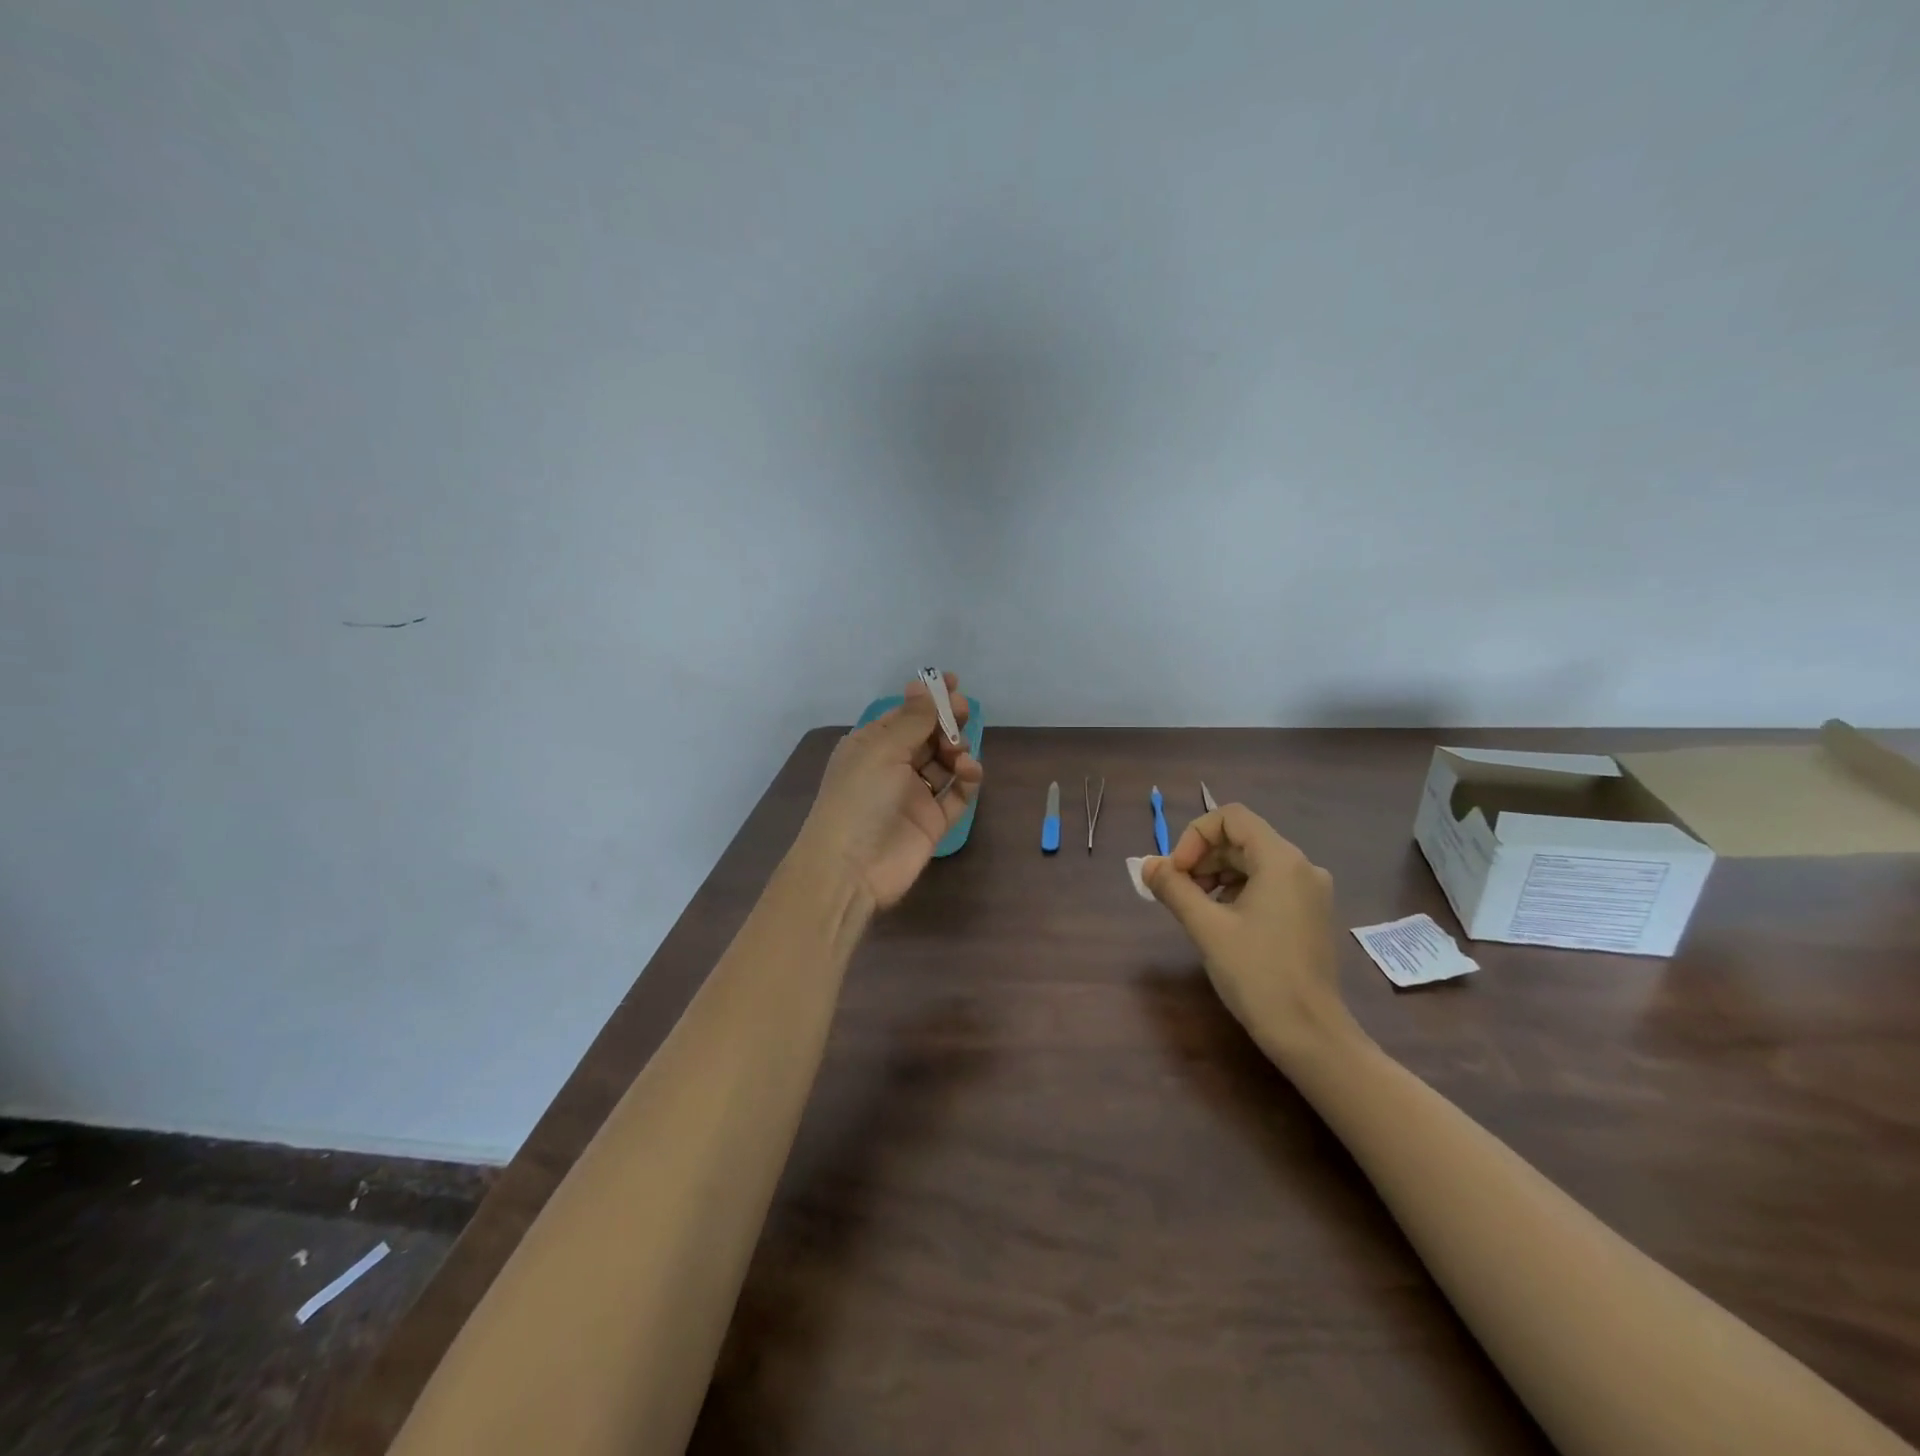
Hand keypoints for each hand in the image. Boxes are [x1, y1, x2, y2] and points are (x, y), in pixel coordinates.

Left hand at [799, 671, 983, 910]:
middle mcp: (893, 766)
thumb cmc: (860, 798)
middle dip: (947, 720)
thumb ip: (912, 719)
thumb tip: (924, 684)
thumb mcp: (882, 750)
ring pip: (945, 762)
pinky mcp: (933, 821)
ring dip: (957, 749)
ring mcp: (914, 794)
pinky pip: (957, 794)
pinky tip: (969, 772)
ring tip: (958, 752)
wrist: (851, 869)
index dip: (928, 698)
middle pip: (928, 735)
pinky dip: (967, 780)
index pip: (904, 714)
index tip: (952, 682)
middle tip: (963, 711)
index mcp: (872, 745)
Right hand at [1142, 804, 1353, 1061]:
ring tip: (1194, 908)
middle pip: (1241, 839)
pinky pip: (1267, 885)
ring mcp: (1310, 892)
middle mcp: (1301, 867)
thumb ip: (1174, 888)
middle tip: (1176, 891)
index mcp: (1281, 860)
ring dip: (1216, 874)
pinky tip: (1221, 922)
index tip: (1177, 871)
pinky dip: (1237, 891)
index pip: (1231, 817)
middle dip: (1202, 857)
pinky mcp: (1309, 915)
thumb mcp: (1206, 928)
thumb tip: (1147, 864)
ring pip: (1253, 863)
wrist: (1311, 1035)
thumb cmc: (1257, 975)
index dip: (1195, 835)